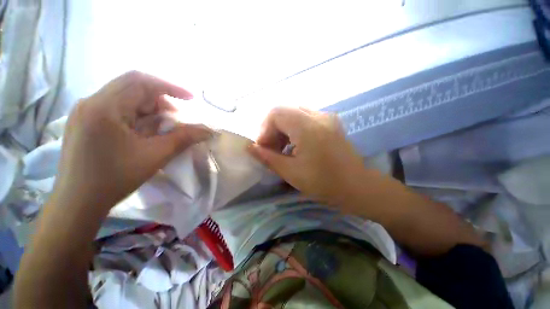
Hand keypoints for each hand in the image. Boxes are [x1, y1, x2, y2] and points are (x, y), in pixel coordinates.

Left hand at [52, 71, 211, 210]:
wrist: (77, 202)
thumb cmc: (115, 179)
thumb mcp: (155, 156)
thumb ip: (184, 138)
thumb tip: (208, 131)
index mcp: (104, 107)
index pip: (140, 81)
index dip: (170, 87)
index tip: (191, 99)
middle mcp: (91, 102)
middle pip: (132, 87)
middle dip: (160, 100)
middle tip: (175, 118)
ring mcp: (85, 111)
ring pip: (125, 97)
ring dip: (148, 108)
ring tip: (161, 128)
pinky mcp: (84, 121)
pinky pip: (116, 108)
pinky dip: (136, 115)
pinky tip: (143, 131)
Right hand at [248, 107, 371, 205]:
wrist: (356, 186)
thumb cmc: (324, 183)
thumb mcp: (291, 172)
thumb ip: (268, 157)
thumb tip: (250, 148)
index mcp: (307, 126)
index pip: (275, 113)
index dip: (264, 129)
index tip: (264, 147)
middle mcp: (318, 115)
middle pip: (284, 111)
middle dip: (272, 129)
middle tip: (271, 148)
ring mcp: (326, 117)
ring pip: (294, 113)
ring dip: (283, 128)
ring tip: (282, 148)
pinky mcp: (330, 122)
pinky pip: (305, 118)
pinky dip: (294, 128)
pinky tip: (295, 145)